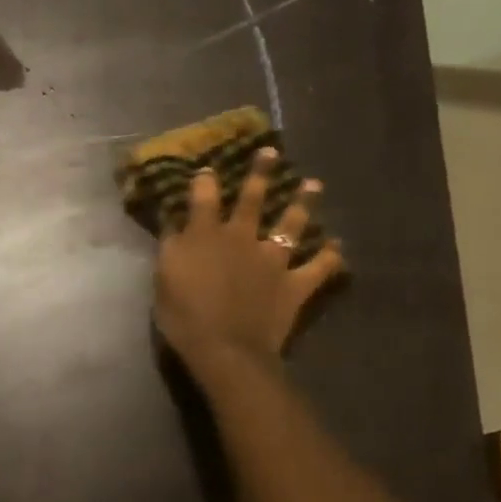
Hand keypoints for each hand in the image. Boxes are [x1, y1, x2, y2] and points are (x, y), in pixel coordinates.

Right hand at [154, 150, 344, 377]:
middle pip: (252, 199)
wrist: (225, 349)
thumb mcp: (164, 277)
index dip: (204, 180)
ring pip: (291, 224)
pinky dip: (329, 256)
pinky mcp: (294, 284)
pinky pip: (318, 267)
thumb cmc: (184, 315)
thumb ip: (171, 246)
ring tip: (313, 185)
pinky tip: (337, 245)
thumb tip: (174, 221)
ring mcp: (272, 260)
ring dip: (303, 203)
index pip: (203, 198)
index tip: (207, 168)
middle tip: (271, 152)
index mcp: (205, 235)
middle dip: (261, 173)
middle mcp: (241, 238)